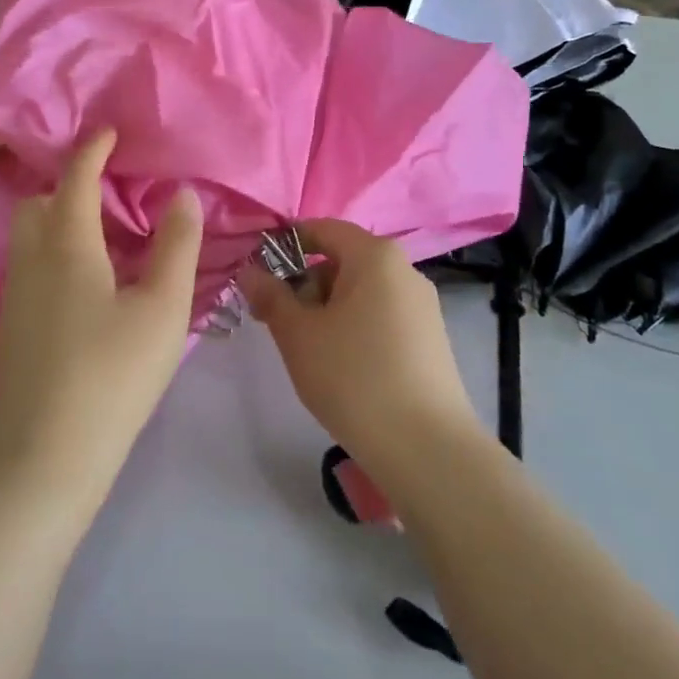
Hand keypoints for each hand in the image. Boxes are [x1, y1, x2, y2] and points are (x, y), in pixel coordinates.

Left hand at [0, 130, 203, 514]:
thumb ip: (177, 246)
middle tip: (111, 195)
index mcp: (66, 244)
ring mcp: (15, 295)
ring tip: (105, 238)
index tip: (110, 131)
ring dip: (59, 219)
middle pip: (37, 201)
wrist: (44, 459)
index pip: (74, 177)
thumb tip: (182, 195)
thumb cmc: (112, 375)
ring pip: (29, 235)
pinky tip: (88, 284)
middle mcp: (30, 259)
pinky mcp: (12, 326)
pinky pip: (29, 264)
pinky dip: (54, 251)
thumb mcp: (162, 308)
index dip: (93, 149)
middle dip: (68, 186)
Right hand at [241, 219, 484, 496]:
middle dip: (304, 283)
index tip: (258, 274)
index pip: (322, 229)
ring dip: (326, 308)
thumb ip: (270, 296)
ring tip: (305, 348)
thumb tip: (249, 271)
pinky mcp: (430, 339)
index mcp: (375, 256)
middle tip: (274, 320)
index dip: (285, 245)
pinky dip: (353, 326)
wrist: (427, 449)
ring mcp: (422, 306)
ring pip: (361, 291)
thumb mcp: (298, 335)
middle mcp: (404, 270)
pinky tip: (340, 365)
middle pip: (342, 260)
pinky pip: (381, 315)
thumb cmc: (354, 377)